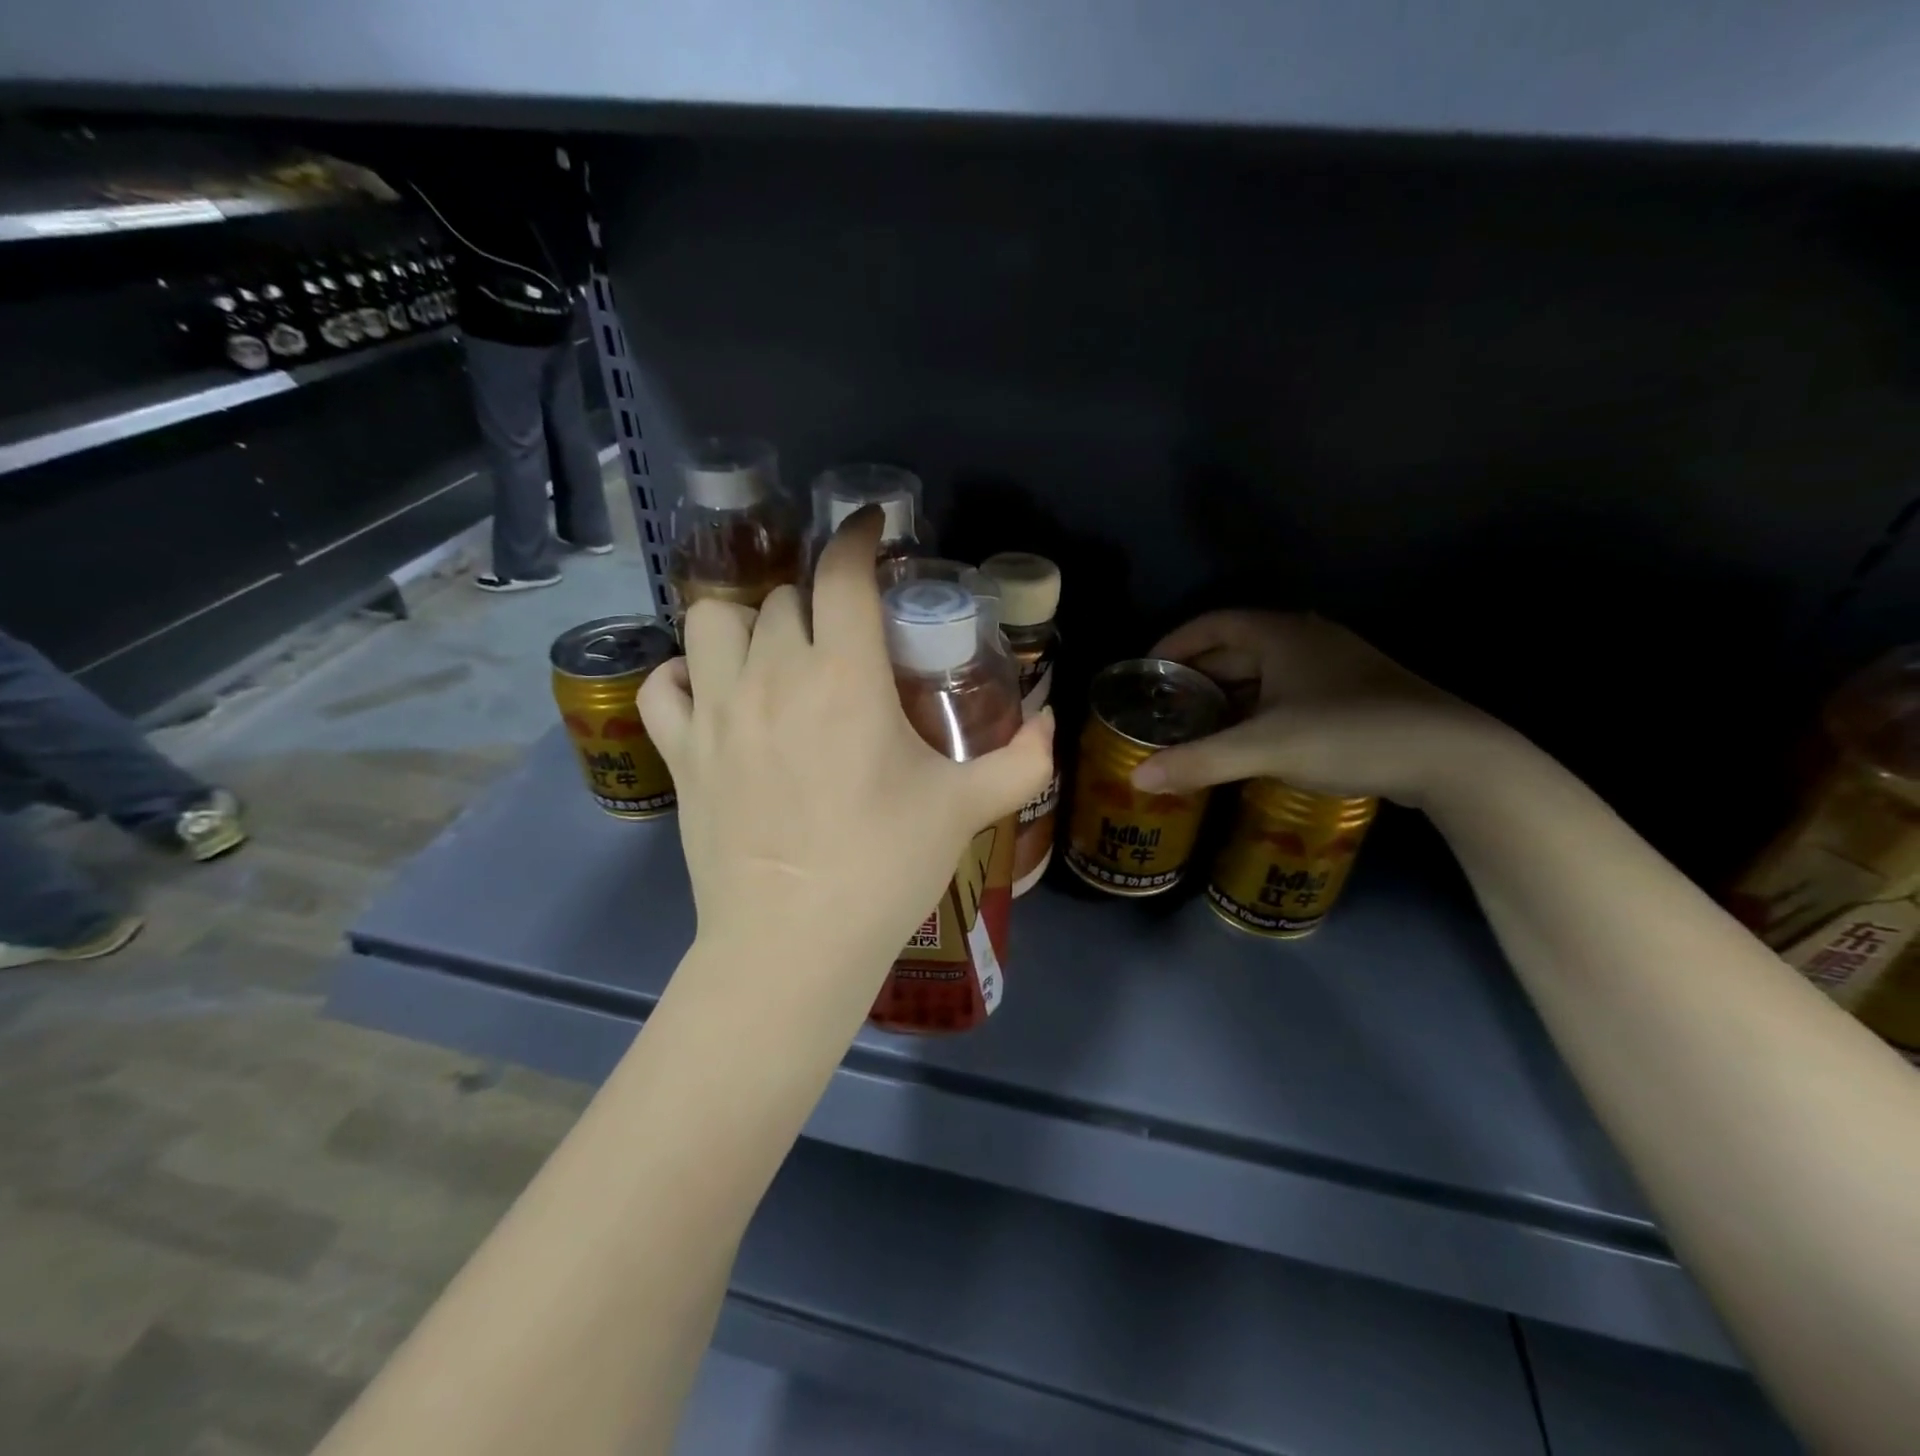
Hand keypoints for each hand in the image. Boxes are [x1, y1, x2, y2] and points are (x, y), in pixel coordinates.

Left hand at [639, 509, 1053, 992]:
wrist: (794, 943)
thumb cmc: (884, 867)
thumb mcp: (965, 809)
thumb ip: (1021, 761)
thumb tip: (1051, 724)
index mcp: (843, 677)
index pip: (842, 575)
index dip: (857, 537)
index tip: (871, 529)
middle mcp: (772, 676)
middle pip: (781, 597)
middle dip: (815, 600)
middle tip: (840, 633)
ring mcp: (715, 712)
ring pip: (712, 621)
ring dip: (746, 623)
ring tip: (772, 654)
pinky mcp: (680, 753)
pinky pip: (662, 685)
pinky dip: (683, 676)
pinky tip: (709, 694)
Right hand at [1130, 611, 1505, 809]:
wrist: (1452, 756)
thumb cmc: (1350, 734)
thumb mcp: (1266, 748)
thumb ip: (1199, 761)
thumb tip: (1137, 779)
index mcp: (1281, 634)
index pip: (1212, 623)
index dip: (1173, 643)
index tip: (1145, 671)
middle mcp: (1305, 639)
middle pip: (1235, 648)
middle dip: (1195, 674)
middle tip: (1161, 705)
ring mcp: (1333, 667)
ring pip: (1262, 673)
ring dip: (1226, 695)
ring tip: (1192, 725)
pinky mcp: (1350, 694)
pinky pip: (1285, 692)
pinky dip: (1255, 710)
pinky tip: (1244, 739)